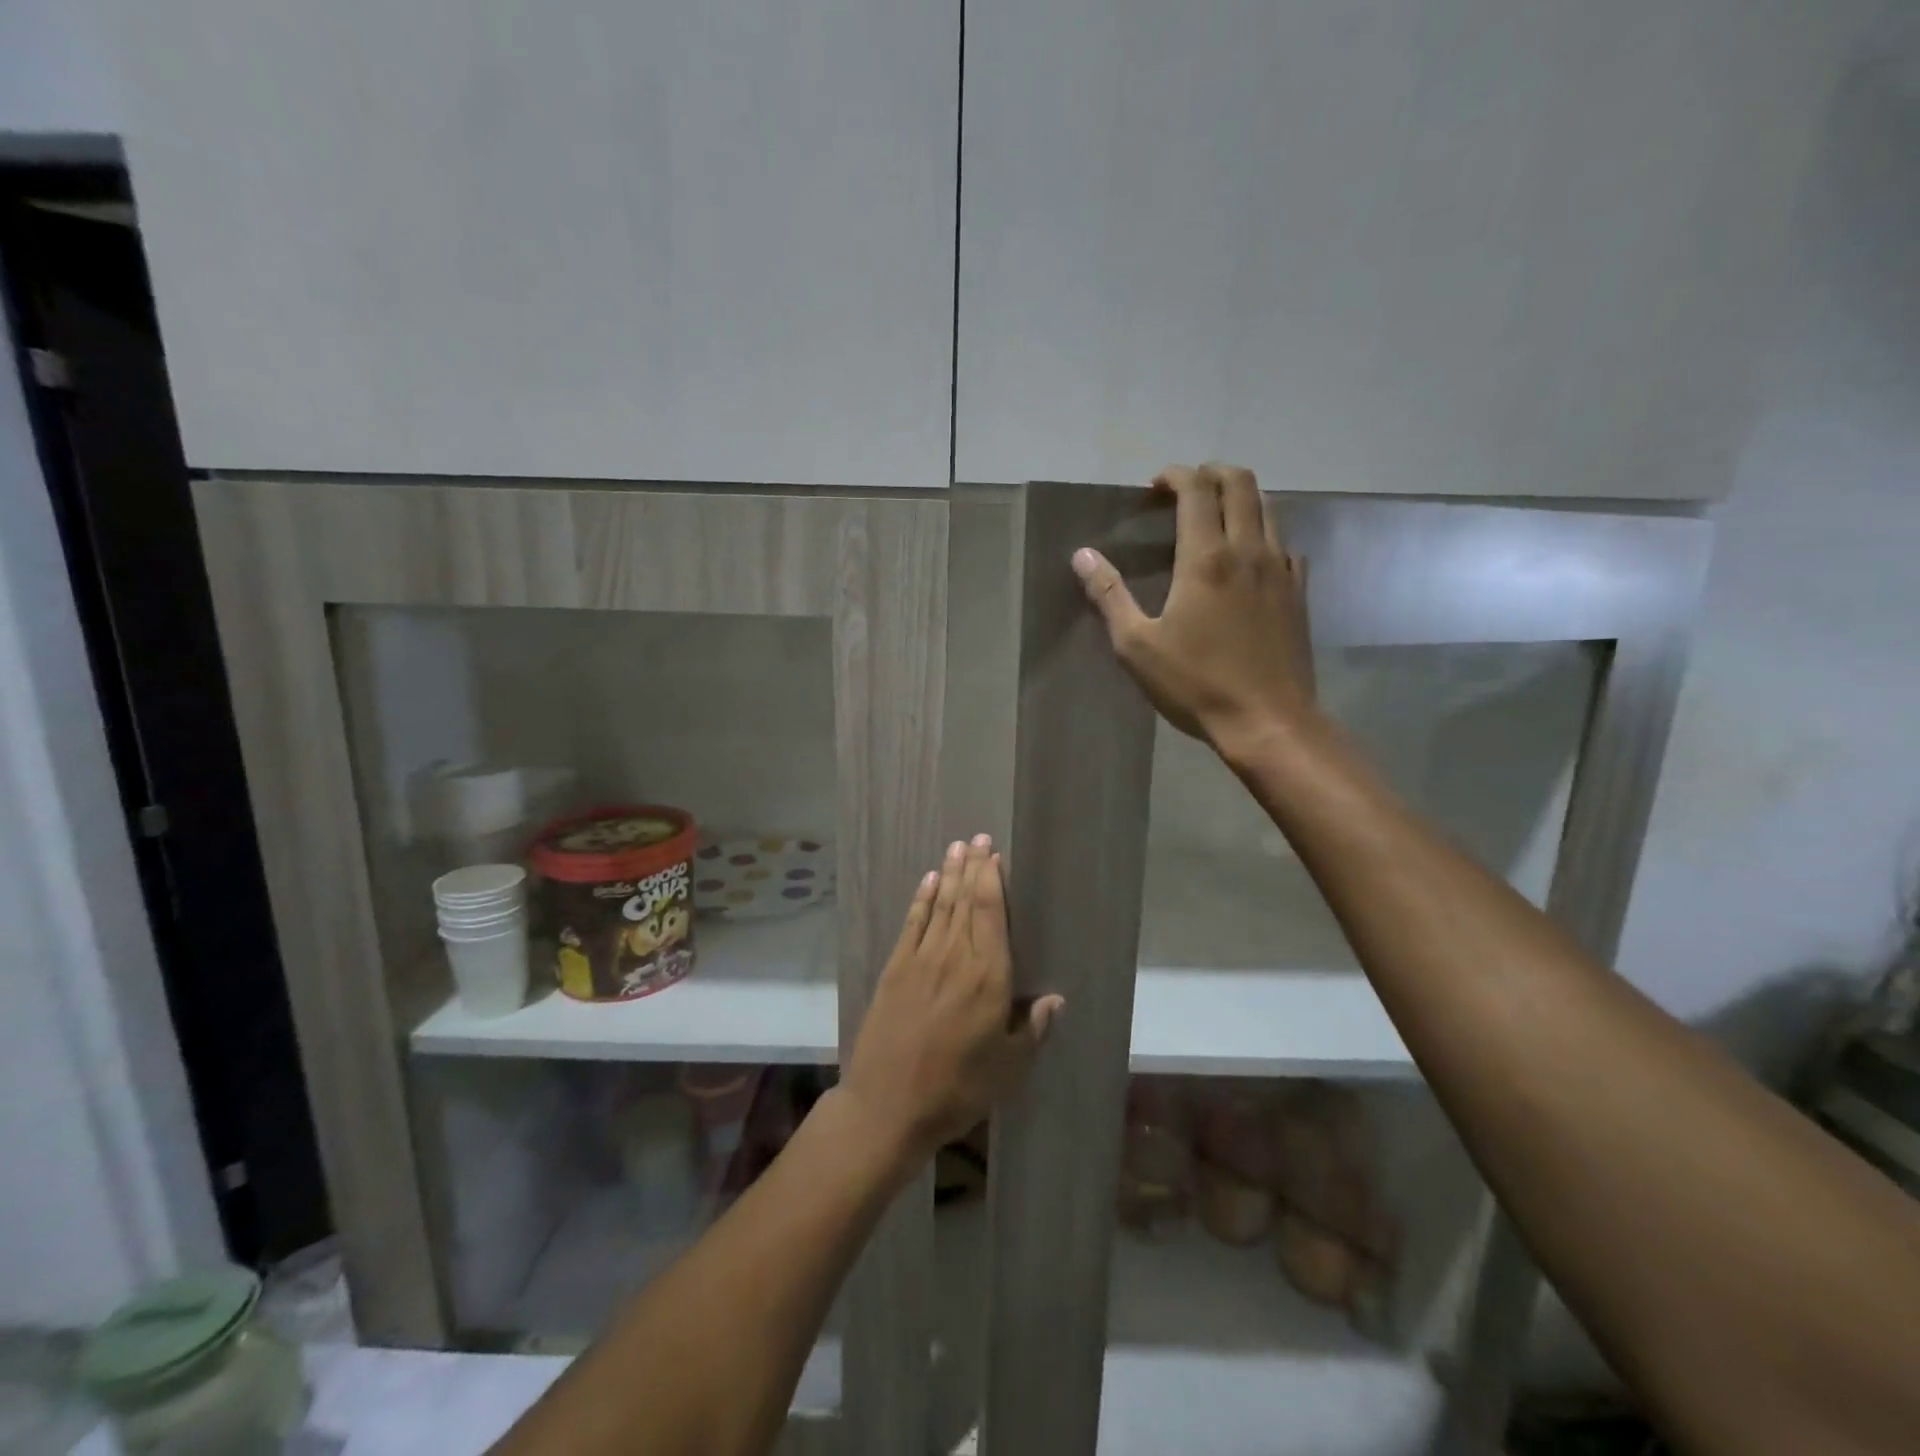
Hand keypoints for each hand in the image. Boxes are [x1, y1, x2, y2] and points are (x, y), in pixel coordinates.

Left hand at [841, 835, 1062, 1167]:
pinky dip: (922, 899)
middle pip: (965, 901)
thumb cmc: (957, 1089)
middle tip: (977, 838)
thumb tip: (1056, 999)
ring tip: (956, 847)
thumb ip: (1033, 1029)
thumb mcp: (1009, 1068)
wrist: (888, 1106)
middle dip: (972, 867)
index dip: (992, 880)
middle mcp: (956, 957)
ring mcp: (921, 960)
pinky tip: (929, 881)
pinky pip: (912, 924)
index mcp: (989, 978)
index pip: (990, 914)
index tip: (994, 854)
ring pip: (940, 906)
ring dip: (949, 874)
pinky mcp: (895, 969)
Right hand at [1071, 463, 1317, 756]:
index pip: (1197, 489)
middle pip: (1240, 483)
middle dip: (1211, 474)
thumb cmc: (1195, 684)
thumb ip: (1109, 595)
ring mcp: (1281, 569)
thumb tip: (1082, 556)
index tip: (1155, 486)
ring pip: (1268, 507)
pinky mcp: (1299, 591)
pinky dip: (1263, 533)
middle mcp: (1249, 550)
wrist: (1268, 721)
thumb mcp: (1137, 645)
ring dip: (1240, 498)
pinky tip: (1246, 558)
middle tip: (1185, 491)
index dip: (1175, 476)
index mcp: (1206, 558)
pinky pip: (1284, 542)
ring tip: (1213, 517)